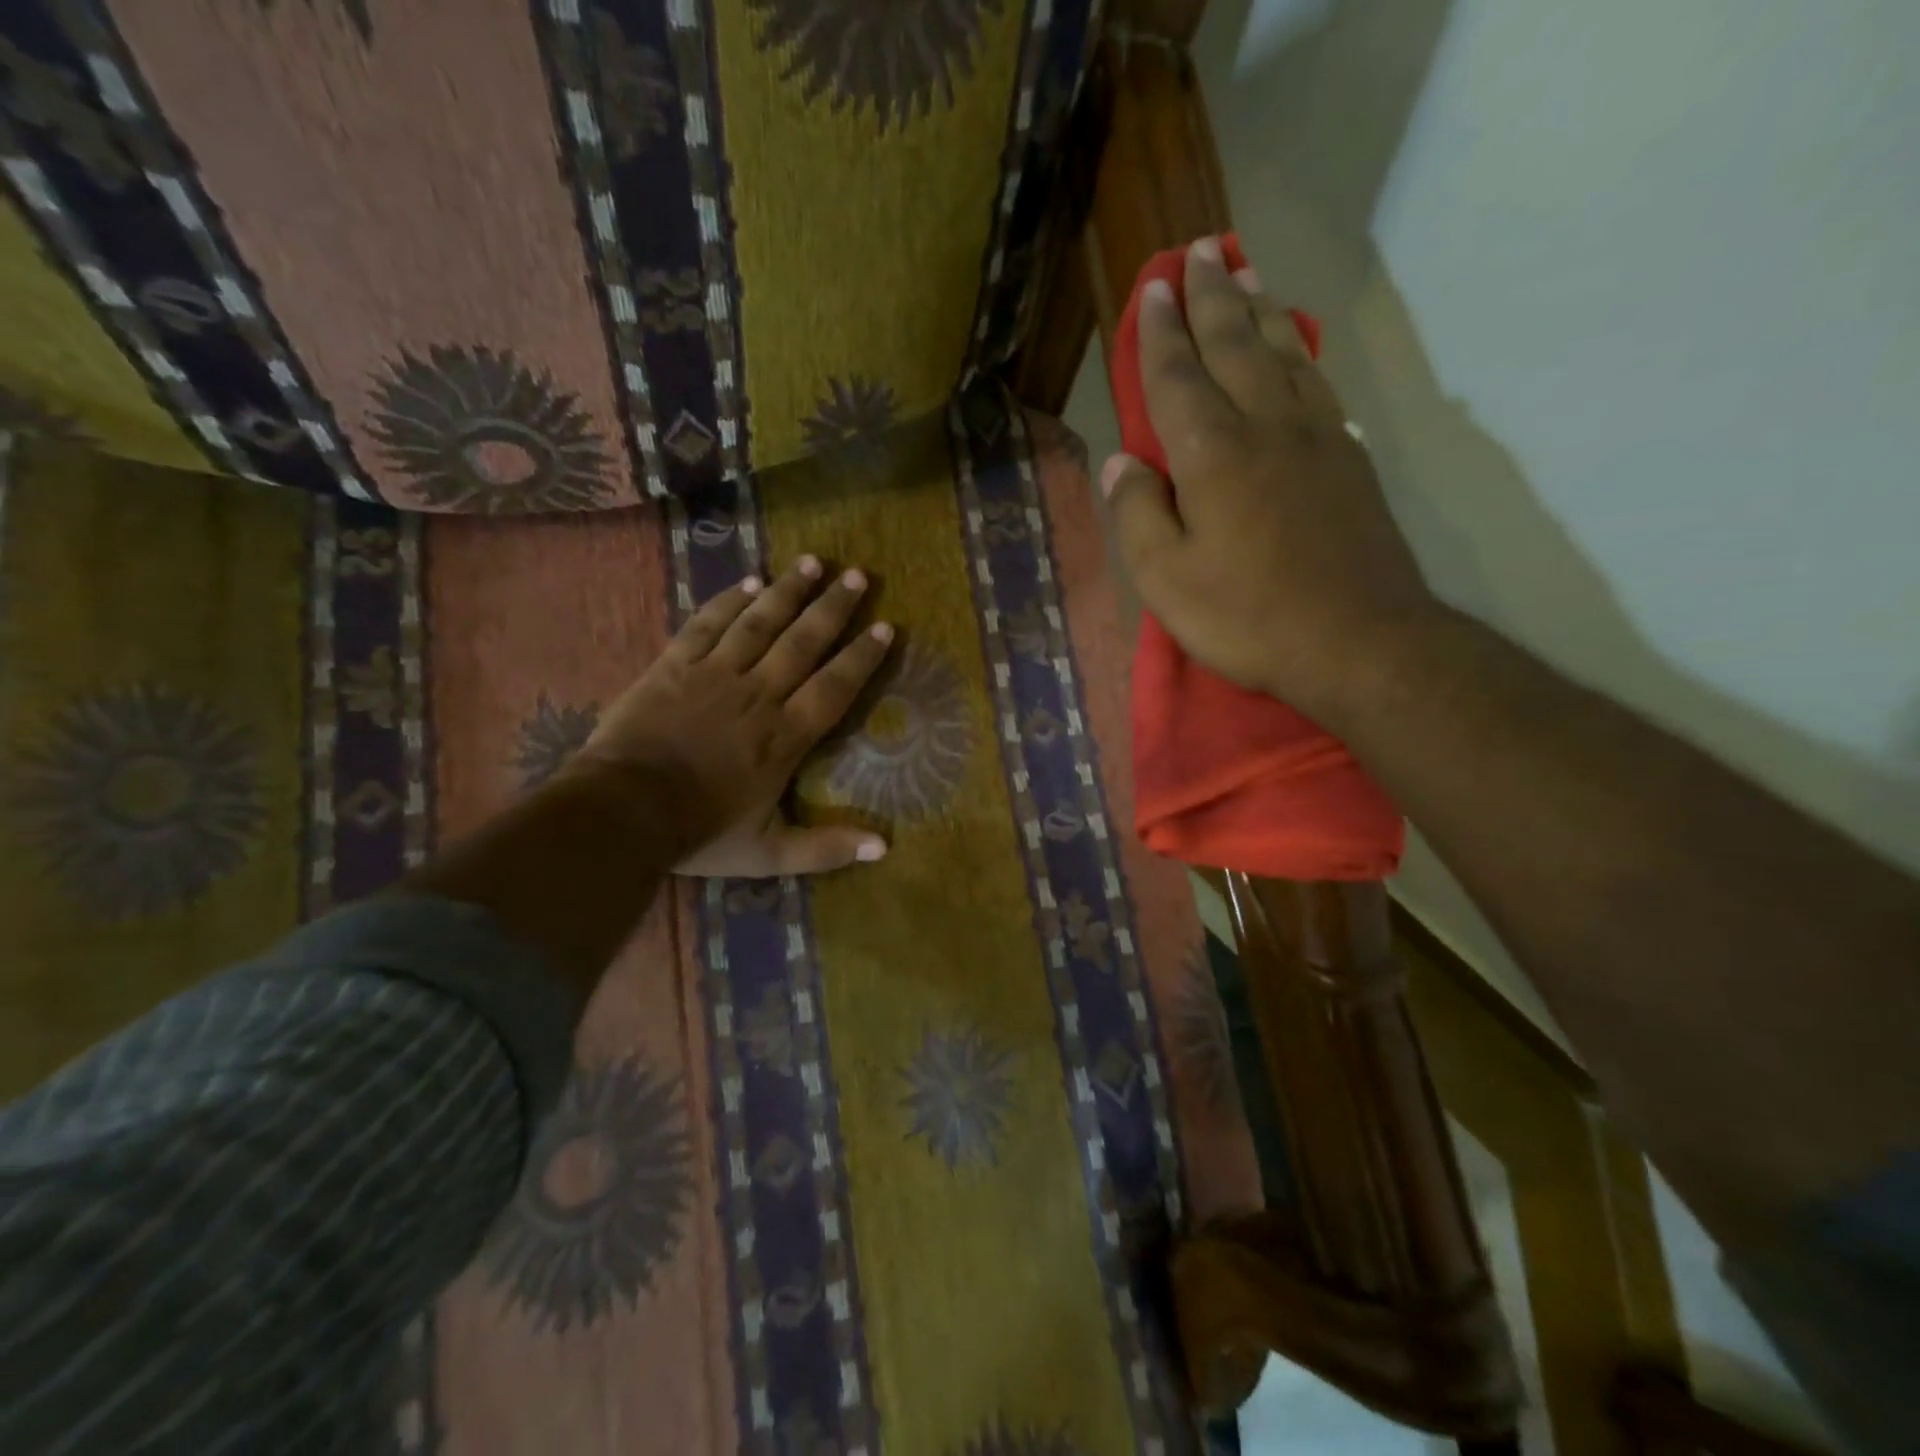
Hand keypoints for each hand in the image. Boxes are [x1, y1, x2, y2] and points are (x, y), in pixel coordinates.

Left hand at [561, 555, 894, 877]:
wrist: (621, 813)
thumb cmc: (699, 832)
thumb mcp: (769, 854)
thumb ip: (825, 848)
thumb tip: (884, 849)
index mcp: (785, 737)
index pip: (834, 688)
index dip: (861, 657)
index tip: (885, 627)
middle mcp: (758, 695)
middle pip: (803, 643)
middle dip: (833, 608)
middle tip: (857, 575)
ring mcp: (715, 675)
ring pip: (759, 623)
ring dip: (788, 591)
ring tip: (812, 562)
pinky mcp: (675, 666)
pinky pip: (707, 625)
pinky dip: (729, 602)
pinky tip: (749, 582)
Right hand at [1102, 237, 1439, 723]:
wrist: (1358, 642)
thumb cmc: (1247, 617)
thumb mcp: (1166, 580)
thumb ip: (1138, 515)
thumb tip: (1122, 463)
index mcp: (1213, 454)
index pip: (1178, 377)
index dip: (1160, 333)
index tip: (1152, 290)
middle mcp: (1265, 426)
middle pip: (1234, 345)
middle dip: (1210, 297)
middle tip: (1197, 252)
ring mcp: (1315, 437)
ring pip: (1282, 353)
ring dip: (1259, 309)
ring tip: (1245, 272)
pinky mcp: (1348, 459)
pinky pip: (1317, 383)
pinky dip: (1299, 350)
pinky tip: (1293, 344)